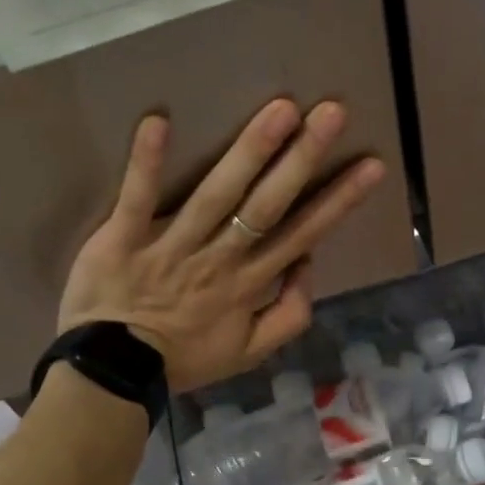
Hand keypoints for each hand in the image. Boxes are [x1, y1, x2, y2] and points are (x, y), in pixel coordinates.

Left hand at [58, 98, 385, 392]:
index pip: (302, 233)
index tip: (370, 165)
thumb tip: (307, 263)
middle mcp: (219, 258)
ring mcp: (172, 247)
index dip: (338, 200)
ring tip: (280, 110)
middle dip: (303, 159)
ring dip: (249, 152)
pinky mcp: (124, 239)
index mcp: (249, 283)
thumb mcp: (250, 353)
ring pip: (216, 195)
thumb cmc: (183, 358)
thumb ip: (289, 315)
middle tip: (332, 113)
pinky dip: (146, 162)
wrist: (113, 374)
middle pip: (267, 204)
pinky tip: (158, 121)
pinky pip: (137, 198)